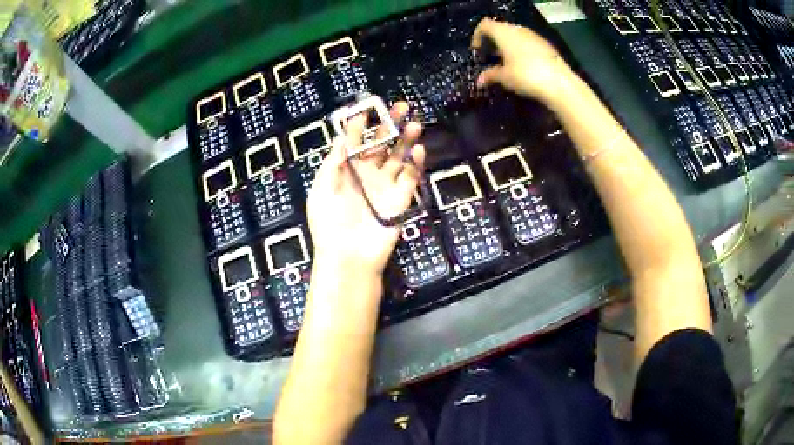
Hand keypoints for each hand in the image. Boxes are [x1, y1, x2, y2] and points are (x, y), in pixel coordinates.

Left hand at [307, 102, 425, 276]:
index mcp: (346, 171)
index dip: (359, 124)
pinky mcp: (401, 199)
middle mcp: (367, 174)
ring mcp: (385, 186)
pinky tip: (418, 149)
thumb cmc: (329, 224)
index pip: (354, 141)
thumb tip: (340, 138)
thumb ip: (332, 163)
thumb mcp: (321, 190)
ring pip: (398, 157)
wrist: (348, 258)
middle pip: (381, 144)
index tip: (366, 107)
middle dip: (390, 125)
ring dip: (406, 140)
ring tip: (414, 123)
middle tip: (401, 106)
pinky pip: (410, 177)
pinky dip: (416, 164)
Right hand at [471, 18, 575, 103]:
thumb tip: (479, 81)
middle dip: (493, 41)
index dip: (477, 35)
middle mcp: (518, 30)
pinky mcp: (546, 45)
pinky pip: (528, 43)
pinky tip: (524, 66)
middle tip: (491, 57)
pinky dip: (521, 50)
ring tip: (507, 63)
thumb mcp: (504, 77)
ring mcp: (534, 36)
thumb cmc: (526, 76)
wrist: (560, 83)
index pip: (485, 24)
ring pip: (515, 36)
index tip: (477, 51)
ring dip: (508, 46)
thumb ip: (490, 75)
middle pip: (500, 29)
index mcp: (504, 32)